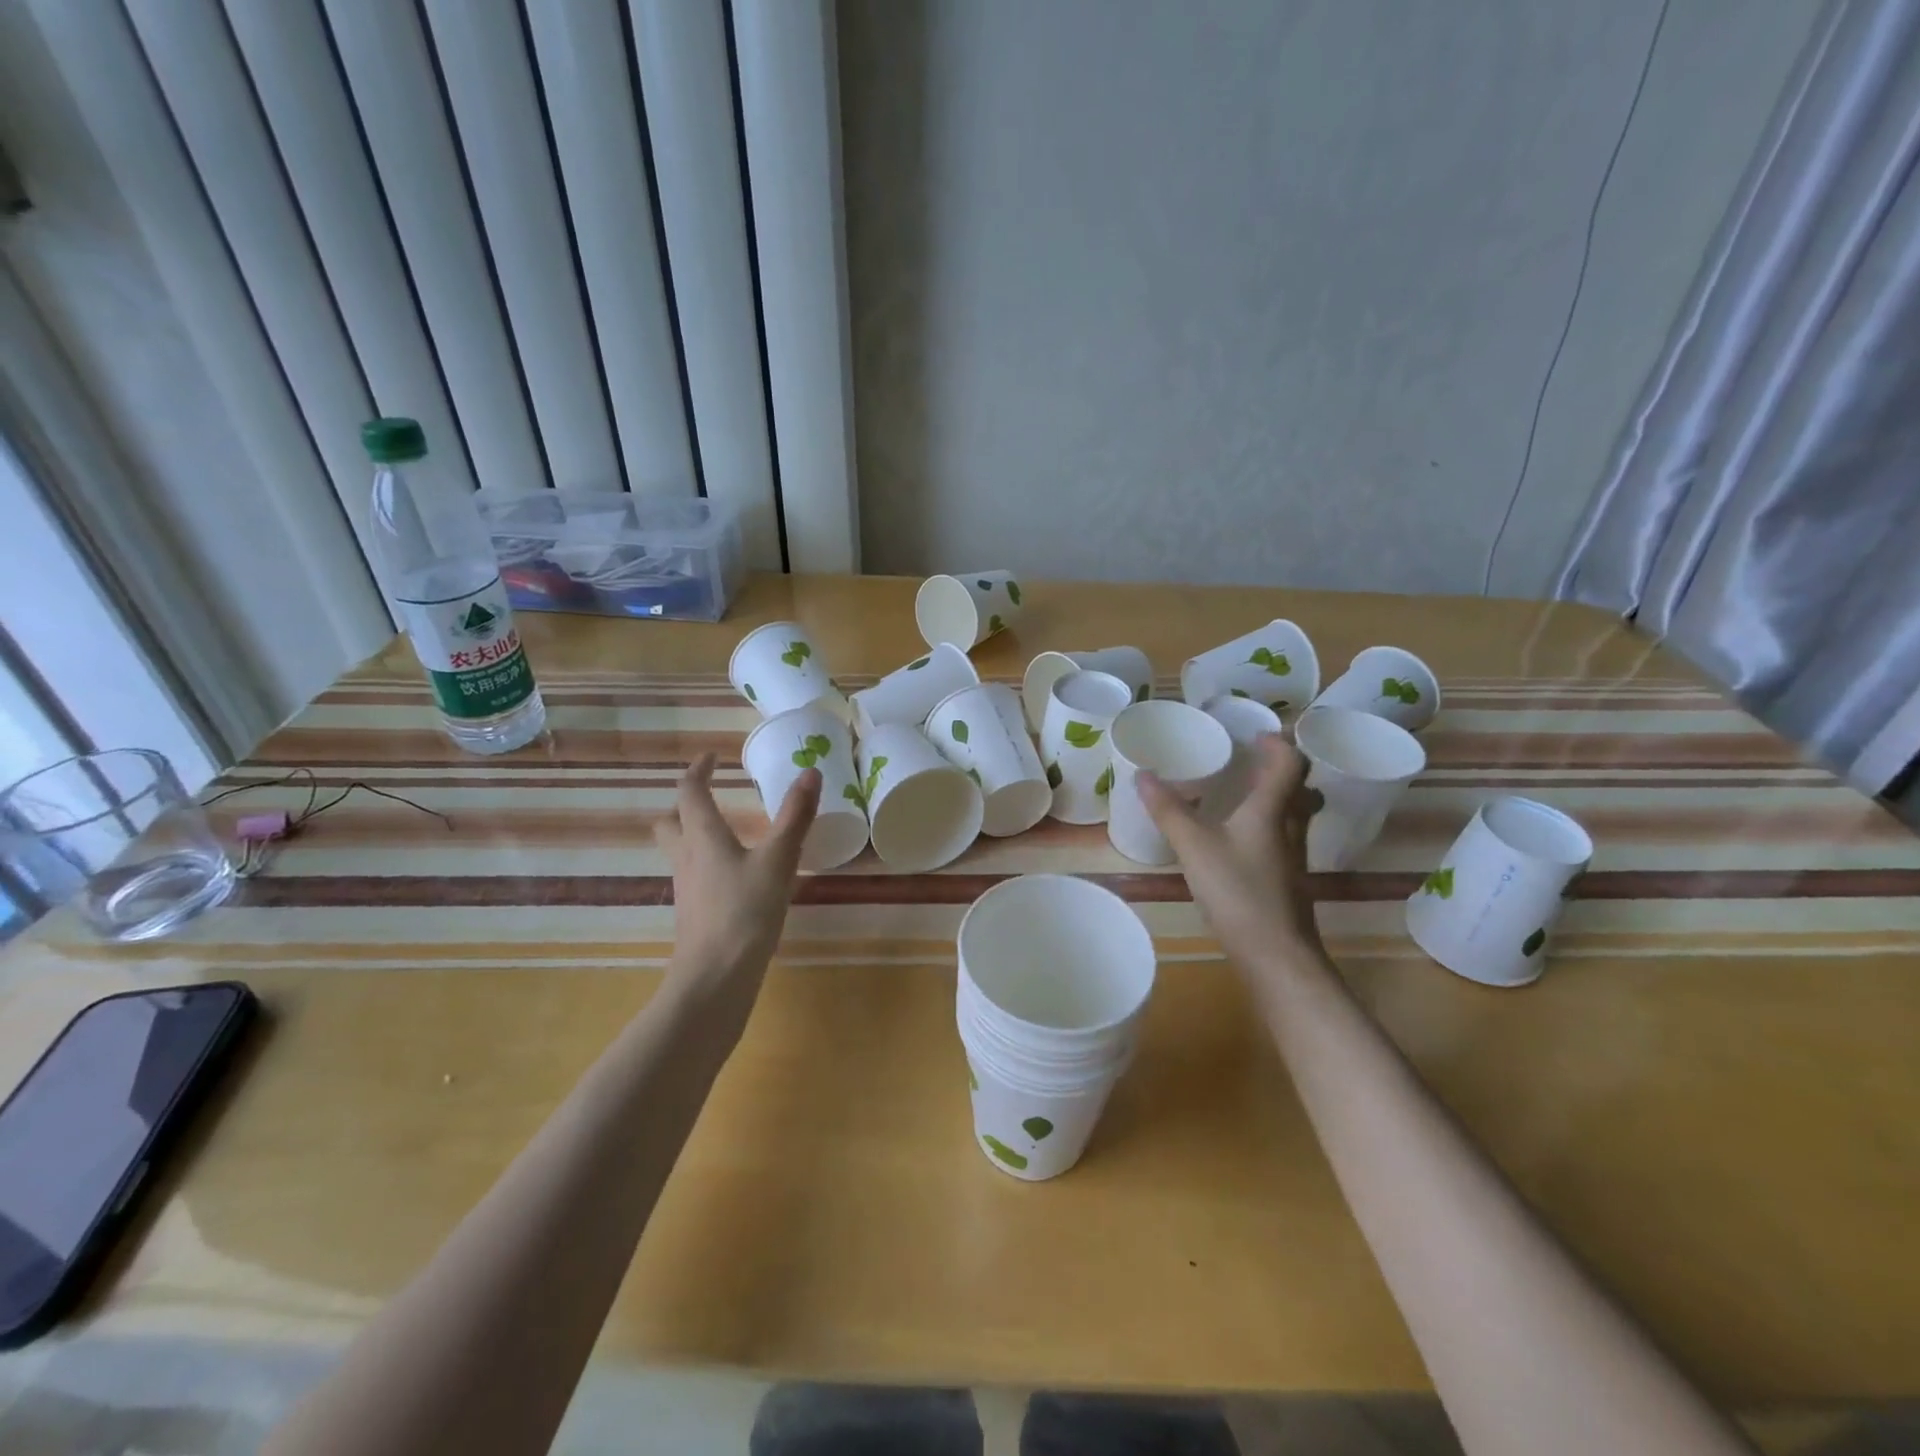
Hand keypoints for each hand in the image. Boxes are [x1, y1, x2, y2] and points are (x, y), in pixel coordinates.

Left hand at [654, 754, 819, 1011]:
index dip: (698, 770)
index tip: (712, 757)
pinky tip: (734, 876)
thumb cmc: (745, 912)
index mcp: (703, 837)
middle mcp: (687, 857)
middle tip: (710, 796)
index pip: (689, 792)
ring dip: (695, 833)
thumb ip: (795, 816)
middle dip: (685, 804)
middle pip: (671, 822)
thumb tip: (810, 771)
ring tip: (727, 833)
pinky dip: (708, 863)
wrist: (715, 977)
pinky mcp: (694, 913)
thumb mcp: (778, 860)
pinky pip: (694, 875)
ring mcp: (687, 888)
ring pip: (680, 850)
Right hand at [1138, 735, 1324, 970]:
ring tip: (1242, 797)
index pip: (1290, 764)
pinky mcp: (1287, 882)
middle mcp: (1291, 828)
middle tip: (1250, 762)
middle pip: (1299, 788)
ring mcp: (1293, 858)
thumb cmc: (1238, 892)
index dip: (1278, 744)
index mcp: (1273, 810)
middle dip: (1279, 770)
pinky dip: (1266, 829)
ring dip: (1275, 799)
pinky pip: (1282, 841)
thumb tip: (1142, 774)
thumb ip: (1168, 810)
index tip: (1256, 735)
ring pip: (1293, 816)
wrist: (1276, 956)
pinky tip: (1238, 843)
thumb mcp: (1194, 846)